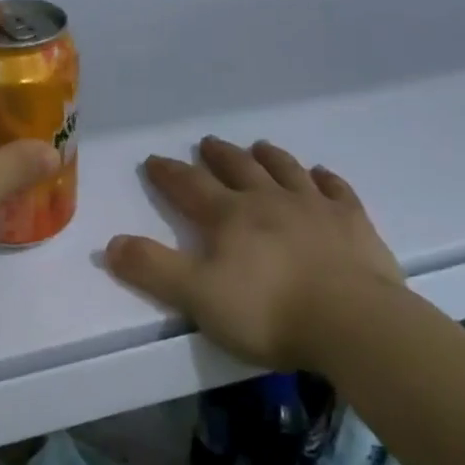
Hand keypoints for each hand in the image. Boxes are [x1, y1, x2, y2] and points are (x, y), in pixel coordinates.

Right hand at [104, 137, 402, 369]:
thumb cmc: (269, 311)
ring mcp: (314, 207)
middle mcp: (269, 200)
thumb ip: (153, 269)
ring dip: (269, 157)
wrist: (353, 322)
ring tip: (259, 146)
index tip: (154, 160)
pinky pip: (337, 190)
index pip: (190, 186)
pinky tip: (321, 175)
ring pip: (286, 171)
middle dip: (219, 155)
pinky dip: (326, 179)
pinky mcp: (353, 223)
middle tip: (207, 142)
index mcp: (230, 216)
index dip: (169, 173)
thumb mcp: (198, 297)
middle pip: (238, 168)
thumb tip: (111, 244)